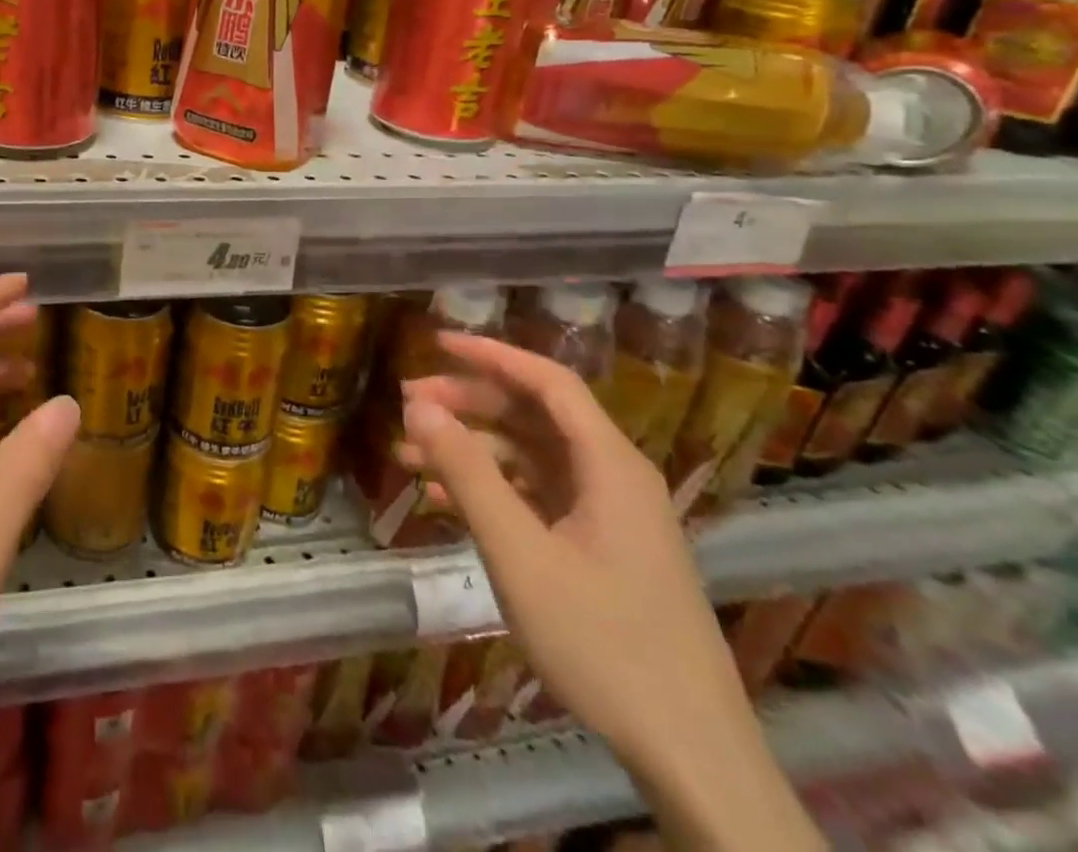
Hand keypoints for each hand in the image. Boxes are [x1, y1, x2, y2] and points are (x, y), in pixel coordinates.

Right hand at [398, 331, 823, 851]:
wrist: (690, 755)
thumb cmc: (604, 643)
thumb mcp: (520, 552)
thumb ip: (467, 472)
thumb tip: (417, 405)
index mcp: (609, 464)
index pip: (548, 381)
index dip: (491, 354)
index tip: (435, 342)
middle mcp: (612, 477)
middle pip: (533, 415)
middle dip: (468, 403)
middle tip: (408, 404)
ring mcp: (606, 516)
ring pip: (528, 458)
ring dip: (469, 451)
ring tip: (407, 456)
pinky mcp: (598, 550)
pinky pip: (534, 498)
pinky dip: (488, 491)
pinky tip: (440, 501)